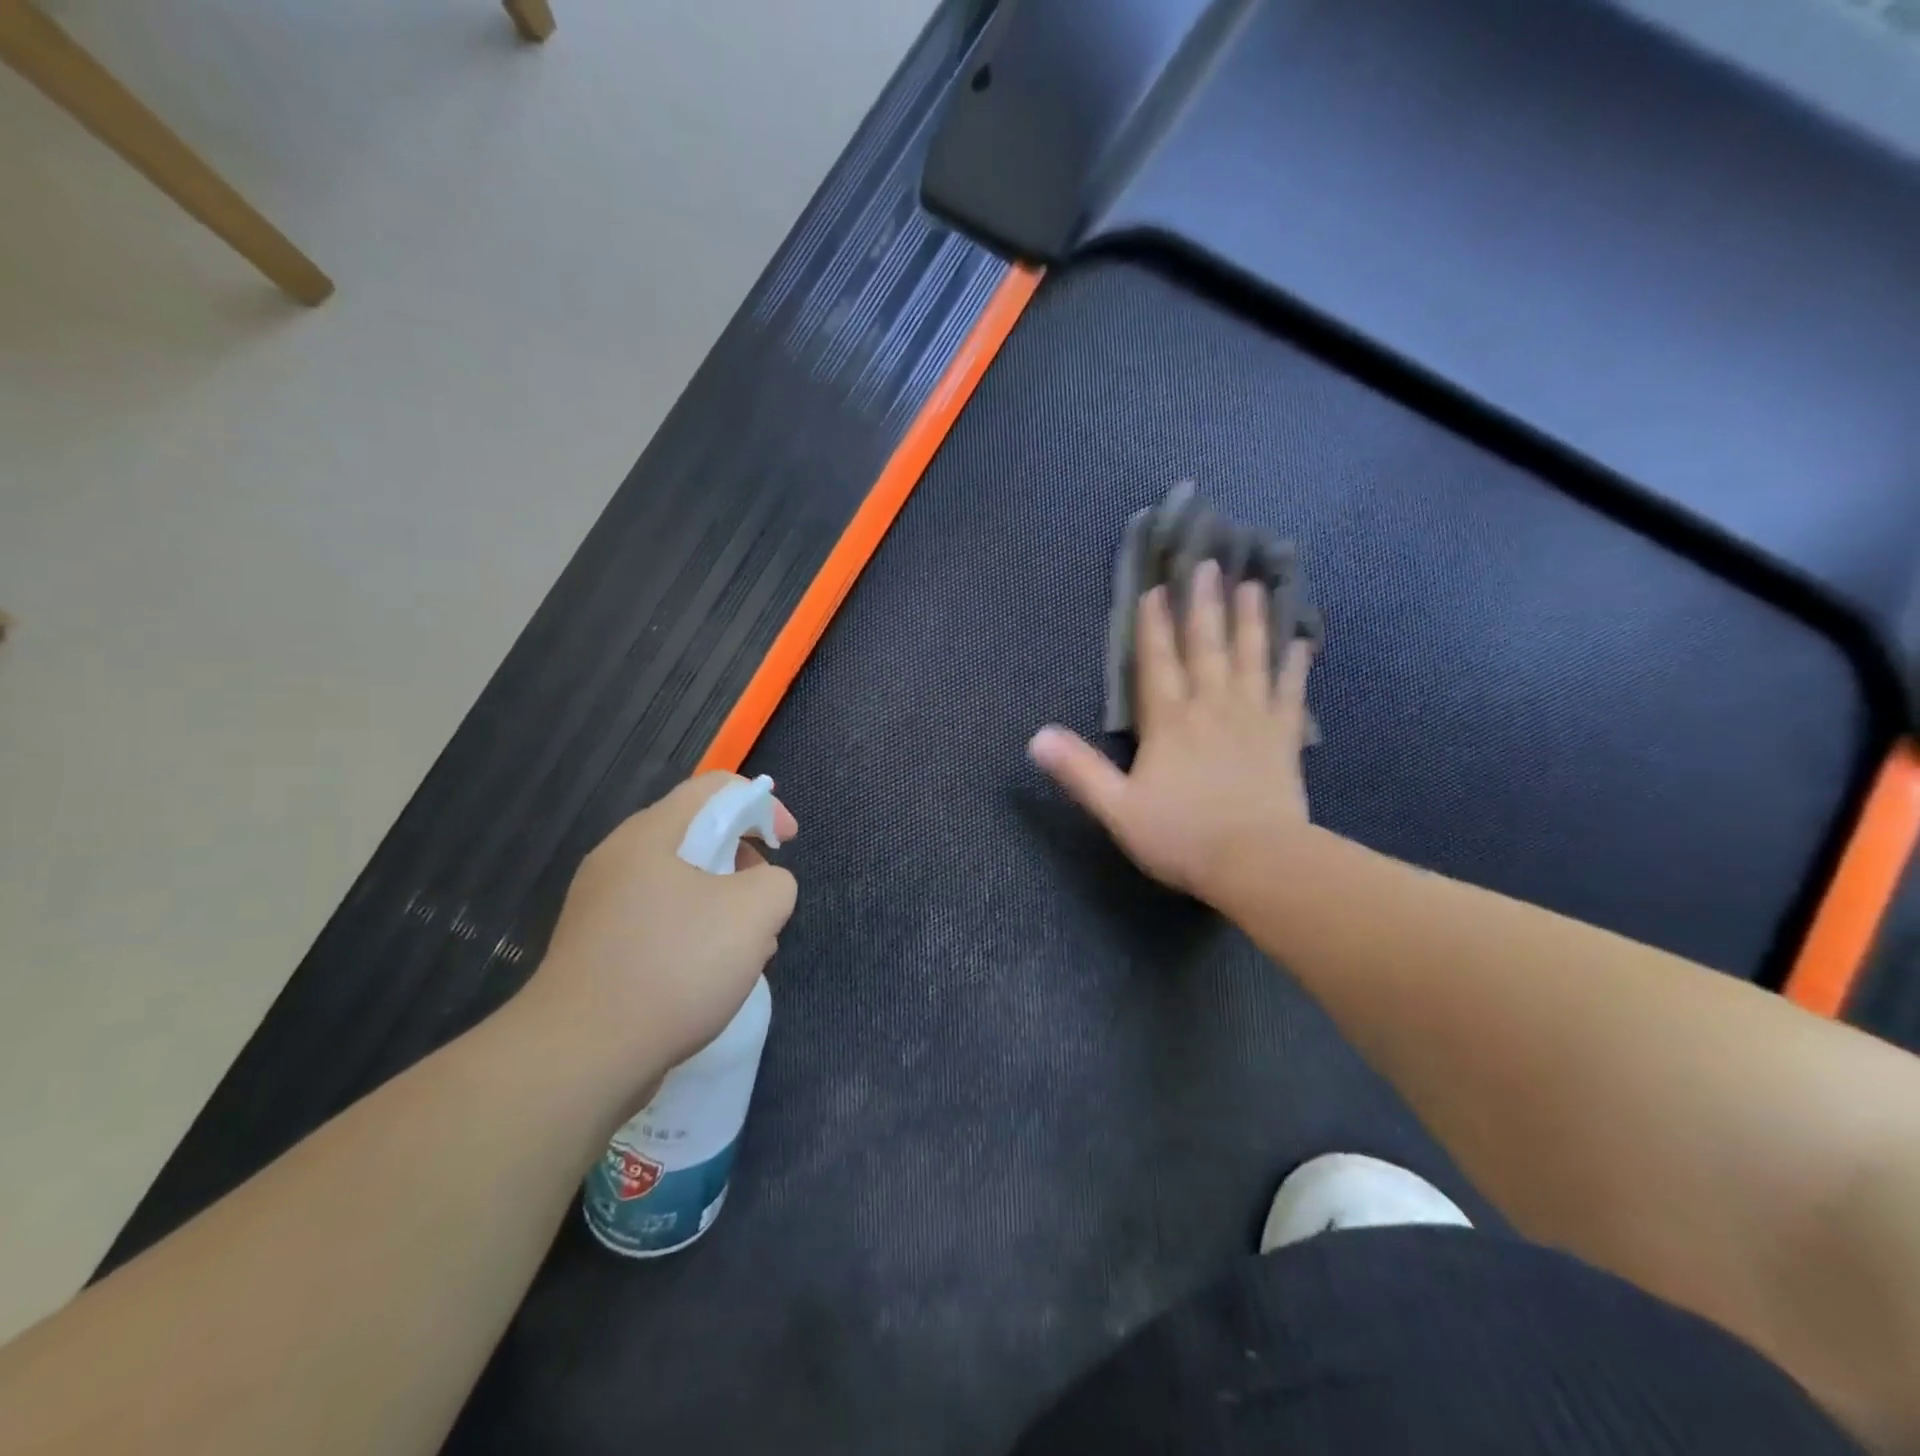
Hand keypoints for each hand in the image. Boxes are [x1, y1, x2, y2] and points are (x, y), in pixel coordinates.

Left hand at [528, 774, 799, 1075]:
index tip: (787, 843)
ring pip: (680, 884)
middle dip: (743, 861)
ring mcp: (601, 907)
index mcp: (650, 834)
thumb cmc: (674, 966)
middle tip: (764, 902)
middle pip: (696, 835)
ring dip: (722, 905)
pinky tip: (705, 979)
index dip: (762, 804)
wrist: (580, 1057)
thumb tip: (761, 889)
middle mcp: (618, 859)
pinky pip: (658, 922)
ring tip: (741, 950)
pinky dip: (692, 936)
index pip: (715, 788)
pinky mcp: (595, 949)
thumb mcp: (754, 912)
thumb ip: (776, 882)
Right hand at [1029, 561, 1314, 905]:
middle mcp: (1211, 707)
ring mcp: (1252, 718)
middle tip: (1211, 564)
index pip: (1157, 662)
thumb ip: (1079, 770)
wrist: (1255, 862)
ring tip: (1254, 586)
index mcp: (1169, 722)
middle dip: (1205, 605)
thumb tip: (1036, 736)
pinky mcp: (1284, 737)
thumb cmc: (1181, 836)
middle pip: (1206, 646)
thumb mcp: (1117, 808)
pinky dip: (1295, 665)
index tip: (1157, 588)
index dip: (1154, 625)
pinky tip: (1303, 641)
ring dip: (1251, 620)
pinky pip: (1290, 692)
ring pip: (1250, 658)